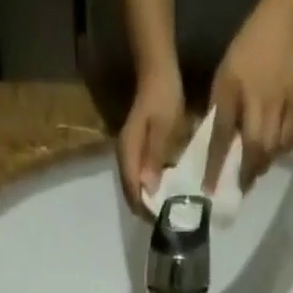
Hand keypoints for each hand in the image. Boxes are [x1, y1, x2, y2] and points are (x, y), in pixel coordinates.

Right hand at [118, 66, 184, 214]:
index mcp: (129, 154)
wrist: (156, 71)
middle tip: (168, 219)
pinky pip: (140, 179)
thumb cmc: (163, 97)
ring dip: (149, 201)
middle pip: (132, 195)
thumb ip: (155, 158)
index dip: (146, 210)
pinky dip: (150, 189)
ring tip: (168, 209)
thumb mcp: (164, 127)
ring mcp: (128, 156)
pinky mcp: (135, 152)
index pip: (133, 193)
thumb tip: (149, 189)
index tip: (163, 221)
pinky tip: (164, 191)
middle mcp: (124, 159)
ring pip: (135, 189)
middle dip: (147, 210)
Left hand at [206, 0, 292, 192]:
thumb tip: (215, 141)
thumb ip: (219, 107)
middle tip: (241, 187)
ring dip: (263, 164)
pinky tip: (276, 154)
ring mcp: (279, 103)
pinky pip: (290, 136)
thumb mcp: (224, 75)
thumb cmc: (248, 50)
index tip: (209, 189)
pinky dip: (282, 150)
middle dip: (247, 172)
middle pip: (253, 147)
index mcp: (233, 91)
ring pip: (273, 146)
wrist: (285, 23)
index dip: (214, 165)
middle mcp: (256, 101)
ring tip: (257, 172)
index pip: (221, 135)